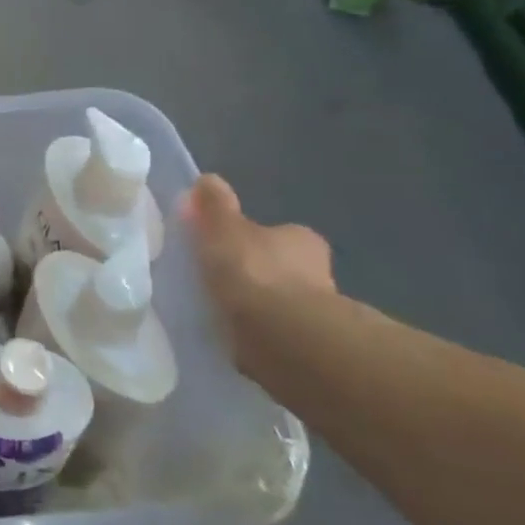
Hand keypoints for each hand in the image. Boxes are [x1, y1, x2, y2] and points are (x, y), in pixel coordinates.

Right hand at [180, 175, 334, 327]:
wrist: (282, 336)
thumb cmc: (253, 272)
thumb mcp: (223, 229)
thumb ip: (214, 206)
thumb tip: (208, 179)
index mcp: (301, 239)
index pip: (275, 233)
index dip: (248, 238)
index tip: (221, 248)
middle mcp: (317, 272)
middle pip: (277, 267)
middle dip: (252, 274)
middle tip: (215, 281)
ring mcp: (314, 312)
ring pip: (277, 302)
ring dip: (254, 306)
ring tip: (217, 311)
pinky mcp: (305, 345)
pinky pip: (272, 332)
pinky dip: (255, 332)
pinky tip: (230, 335)